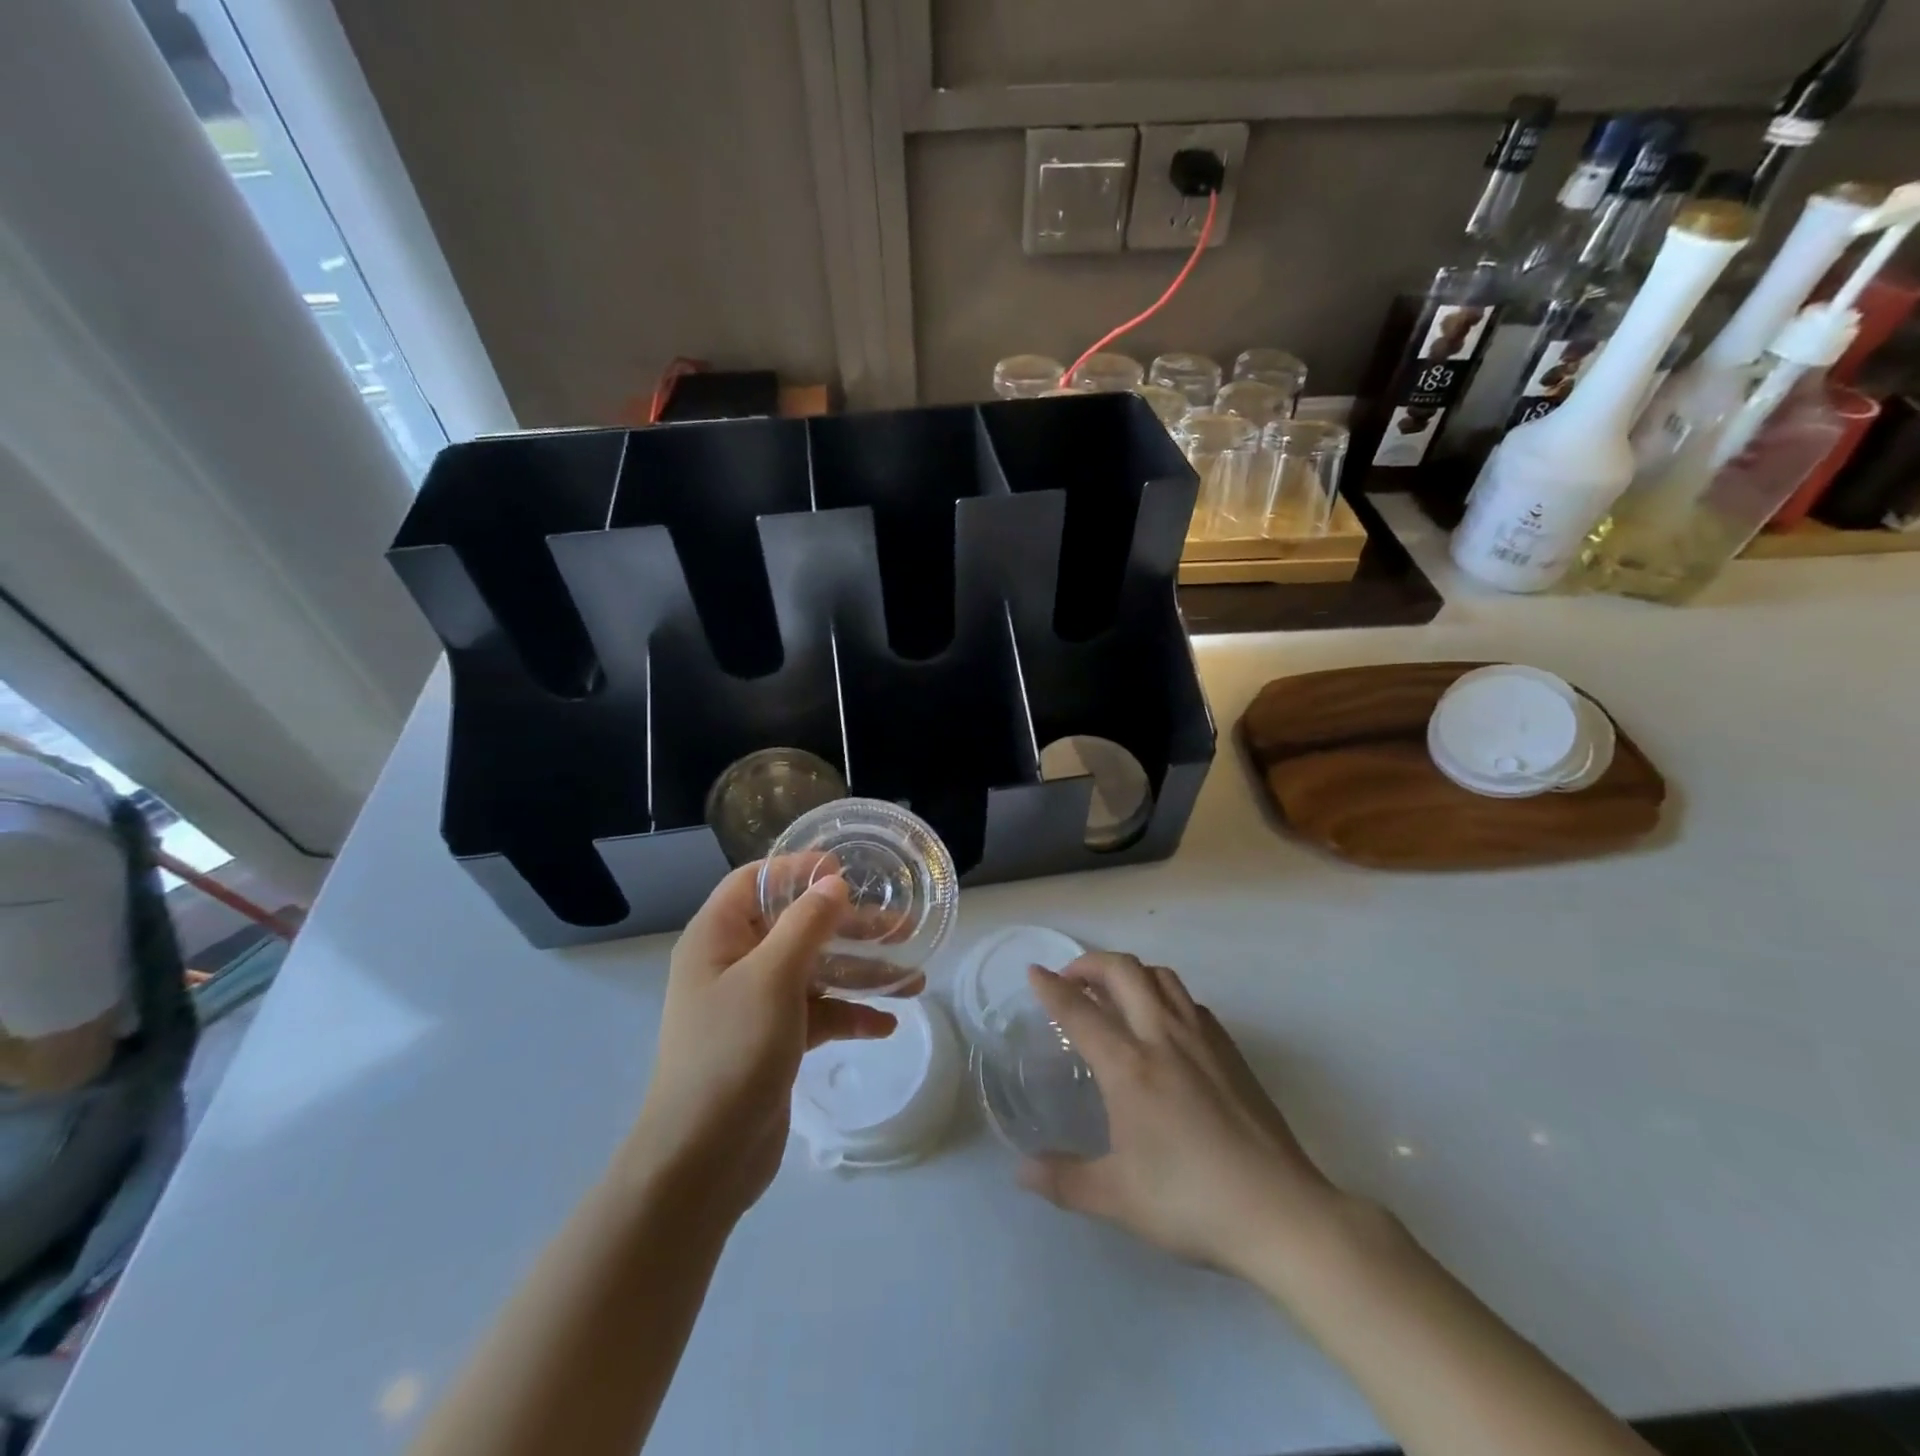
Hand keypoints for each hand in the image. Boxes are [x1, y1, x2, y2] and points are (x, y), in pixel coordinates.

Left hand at [625, 861, 899, 1223]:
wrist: (701, 1161)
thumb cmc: (732, 1051)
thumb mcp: (773, 977)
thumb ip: (806, 923)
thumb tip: (832, 882)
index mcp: (718, 937)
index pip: (755, 881)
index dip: (798, 870)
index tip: (846, 871)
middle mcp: (733, 963)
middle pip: (796, 926)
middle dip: (849, 926)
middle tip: (902, 925)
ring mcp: (754, 1004)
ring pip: (814, 971)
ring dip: (860, 972)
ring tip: (914, 979)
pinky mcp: (773, 1041)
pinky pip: (817, 1013)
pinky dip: (849, 1015)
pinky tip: (886, 1024)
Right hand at [1019, 953, 1345, 1279]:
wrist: (1281, 1212)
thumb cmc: (1191, 1202)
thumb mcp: (1117, 1198)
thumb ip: (1064, 1180)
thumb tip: (1021, 1172)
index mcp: (1129, 1066)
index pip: (1080, 1011)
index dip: (1051, 988)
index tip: (1034, 972)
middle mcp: (1163, 1037)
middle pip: (1123, 971)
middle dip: (1089, 963)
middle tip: (1071, 979)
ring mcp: (1202, 1039)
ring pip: (1161, 976)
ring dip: (1129, 972)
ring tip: (1114, 993)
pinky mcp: (1231, 1050)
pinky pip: (1189, 1001)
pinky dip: (1164, 995)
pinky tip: (1162, 1025)